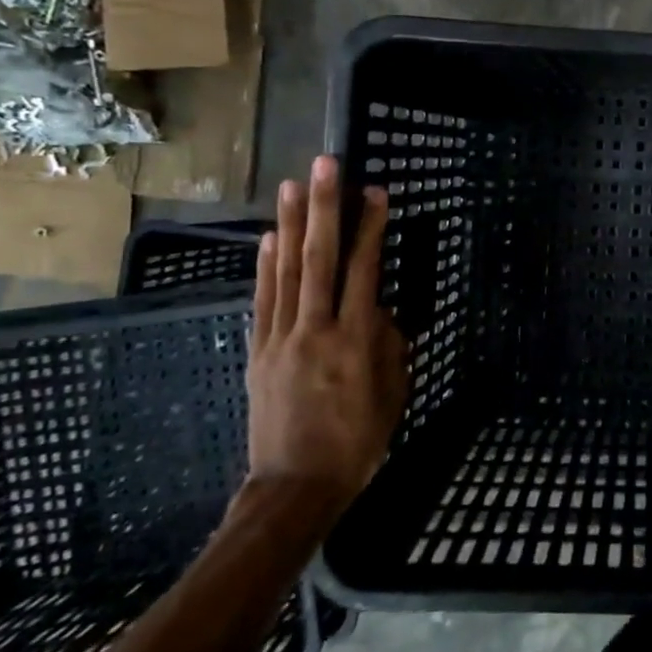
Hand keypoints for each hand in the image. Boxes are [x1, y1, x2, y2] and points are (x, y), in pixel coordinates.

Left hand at [247, 156, 408, 507]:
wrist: (296, 486)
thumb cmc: (358, 441)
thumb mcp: (393, 394)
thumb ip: (391, 345)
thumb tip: (382, 311)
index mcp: (356, 341)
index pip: (365, 271)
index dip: (371, 229)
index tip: (375, 192)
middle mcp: (316, 329)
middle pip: (320, 258)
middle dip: (324, 207)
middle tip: (326, 165)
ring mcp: (282, 338)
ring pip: (286, 271)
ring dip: (290, 224)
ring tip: (292, 184)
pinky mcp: (259, 351)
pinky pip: (264, 300)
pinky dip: (265, 266)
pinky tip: (269, 237)